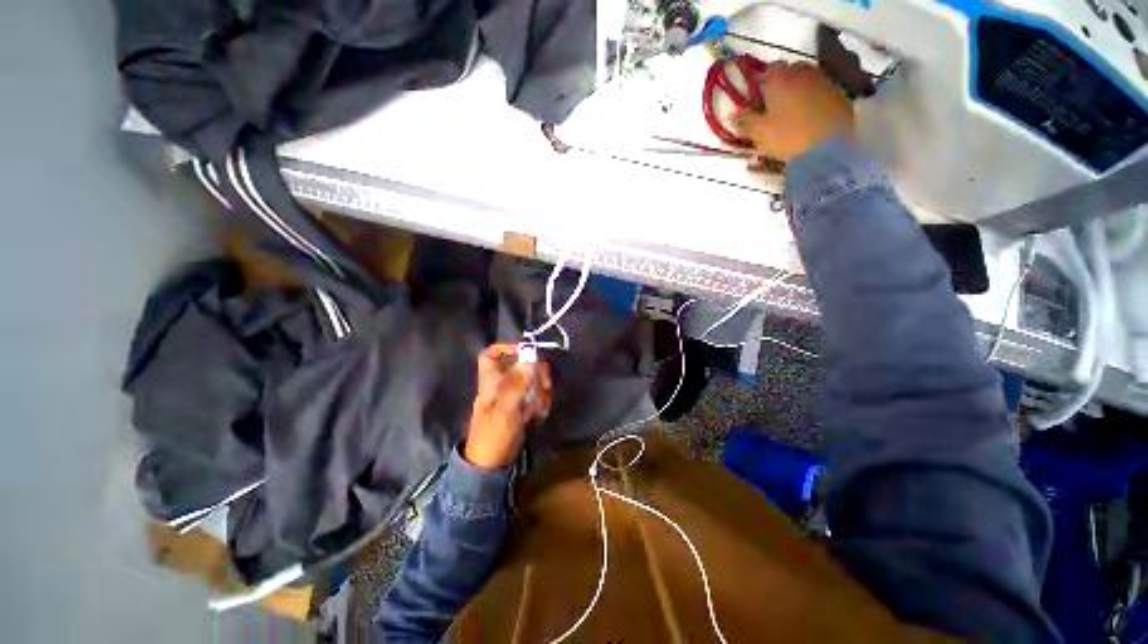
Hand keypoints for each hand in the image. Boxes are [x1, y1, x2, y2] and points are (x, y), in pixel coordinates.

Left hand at [463, 344, 552, 468]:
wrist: (492, 463)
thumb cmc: (493, 435)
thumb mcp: (504, 409)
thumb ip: (517, 383)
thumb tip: (529, 358)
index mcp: (491, 380)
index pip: (492, 353)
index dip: (507, 347)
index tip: (528, 351)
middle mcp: (503, 383)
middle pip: (522, 365)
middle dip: (537, 373)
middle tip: (544, 386)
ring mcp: (514, 394)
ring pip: (533, 380)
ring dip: (541, 391)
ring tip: (537, 408)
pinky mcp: (523, 405)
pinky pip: (537, 395)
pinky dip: (541, 402)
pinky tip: (537, 415)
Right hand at [734, 63, 854, 162]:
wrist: (830, 147)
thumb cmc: (787, 137)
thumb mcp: (759, 133)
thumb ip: (745, 121)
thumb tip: (733, 114)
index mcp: (780, 78)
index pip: (766, 70)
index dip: (759, 81)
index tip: (754, 94)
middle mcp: (803, 73)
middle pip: (789, 71)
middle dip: (780, 83)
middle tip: (772, 101)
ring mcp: (824, 81)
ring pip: (806, 80)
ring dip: (797, 90)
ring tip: (790, 109)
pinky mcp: (840, 95)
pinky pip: (821, 91)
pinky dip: (813, 99)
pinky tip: (809, 115)